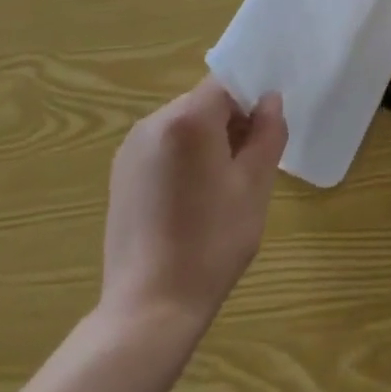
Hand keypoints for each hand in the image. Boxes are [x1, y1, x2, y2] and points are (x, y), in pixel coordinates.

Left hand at [97, 78, 286, 331]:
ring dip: (208, 142)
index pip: (227, 84)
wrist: (150, 307)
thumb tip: (269, 101)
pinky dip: (184, 159)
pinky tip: (192, 201)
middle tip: (250, 166)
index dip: (252, 100)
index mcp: (187, 119)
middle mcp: (152, 123)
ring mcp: (131, 149)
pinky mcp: (121, 175)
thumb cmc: (212, 241)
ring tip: (222, 189)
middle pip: (204, 103)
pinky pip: (163, 147)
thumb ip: (268, 132)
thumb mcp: (255, 185)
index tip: (266, 133)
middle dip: (231, 123)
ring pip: (184, 125)